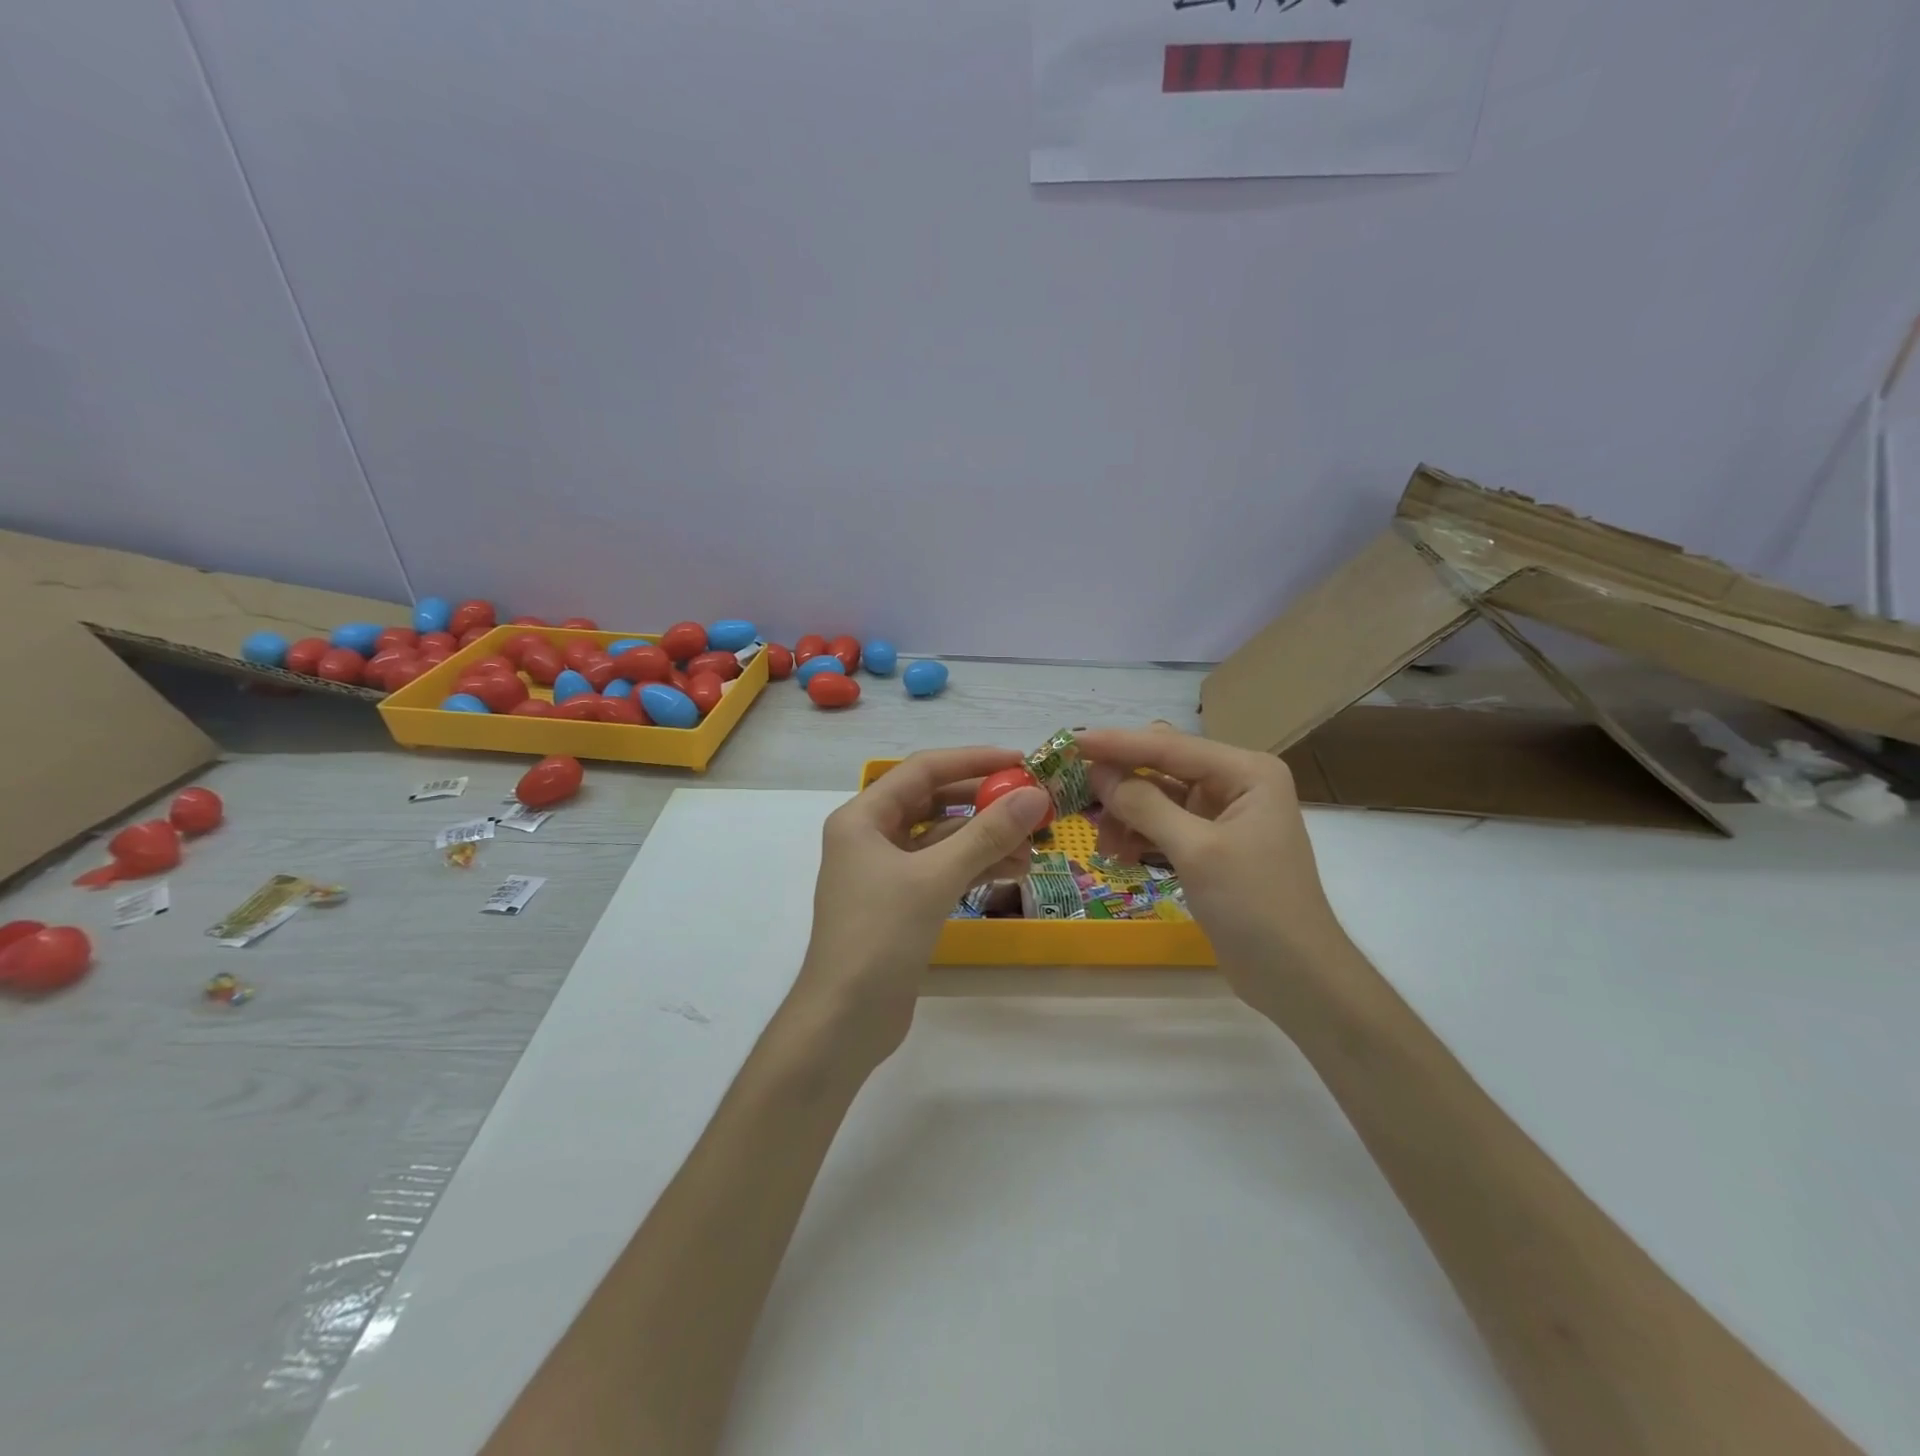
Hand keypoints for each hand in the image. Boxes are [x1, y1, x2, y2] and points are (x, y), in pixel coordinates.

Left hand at [788, 746, 1051, 1070]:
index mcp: (862, 817)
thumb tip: (1035, 795)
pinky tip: (1012, 870)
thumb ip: (986, 834)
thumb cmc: (880, 936)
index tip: (1020, 762)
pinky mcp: (900, 903)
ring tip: (1033, 846)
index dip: (973, 761)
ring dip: (984, 838)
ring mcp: (885, 872)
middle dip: (983, 803)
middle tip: (1032, 805)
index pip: (923, 770)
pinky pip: (942, 869)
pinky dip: (974, 866)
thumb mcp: (935, 878)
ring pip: (942, 839)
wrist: (844, 1020)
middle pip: (934, 802)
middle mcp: (871, 836)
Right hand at [1076, 727, 1353, 1008]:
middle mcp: (1236, 783)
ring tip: (1102, 844)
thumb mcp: (1197, 851)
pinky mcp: (1212, 845)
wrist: (1297, 978)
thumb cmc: (1255, 906)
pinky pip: (1164, 825)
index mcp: (1246, 772)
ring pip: (1158, 797)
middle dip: (1120, 782)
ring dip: (1126, 815)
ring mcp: (1224, 815)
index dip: (1117, 744)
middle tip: (1076, 795)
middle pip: (1162, 767)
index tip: (1070, 742)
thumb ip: (1144, 806)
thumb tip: (1097, 773)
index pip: (1169, 746)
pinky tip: (1120, 856)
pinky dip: (1139, 836)